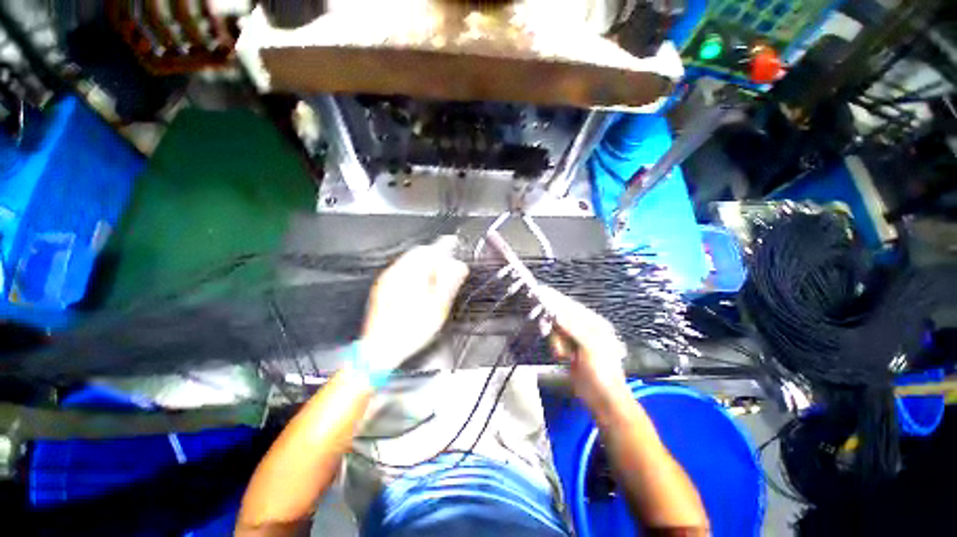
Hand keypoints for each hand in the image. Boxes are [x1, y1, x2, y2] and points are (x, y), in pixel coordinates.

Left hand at [361, 236, 468, 369]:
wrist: (380, 350)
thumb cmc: (409, 331)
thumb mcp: (437, 308)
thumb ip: (449, 283)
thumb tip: (459, 266)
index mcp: (410, 275)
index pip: (431, 250)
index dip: (446, 246)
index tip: (454, 243)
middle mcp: (396, 273)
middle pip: (419, 253)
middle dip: (435, 255)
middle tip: (448, 266)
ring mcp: (387, 280)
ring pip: (409, 261)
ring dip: (425, 263)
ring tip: (436, 277)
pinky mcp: (383, 288)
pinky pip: (401, 270)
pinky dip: (414, 271)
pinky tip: (421, 285)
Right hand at [536, 286, 630, 412]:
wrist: (603, 400)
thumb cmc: (601, 372)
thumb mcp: (589, 347)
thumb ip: (572, 327)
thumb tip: (555, 312)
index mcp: (595, 323)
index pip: (571, 306)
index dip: (556, 300)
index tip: (540, 292)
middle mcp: (585, 328)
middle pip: (561, 317)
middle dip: (556, 328)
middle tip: (555, 337)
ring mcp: (576, 339)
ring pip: (556, 329)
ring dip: (557, 342)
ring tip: (565, 356)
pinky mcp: (569, 349)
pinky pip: (556, 341)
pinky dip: (556, 347)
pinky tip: (563, 358)